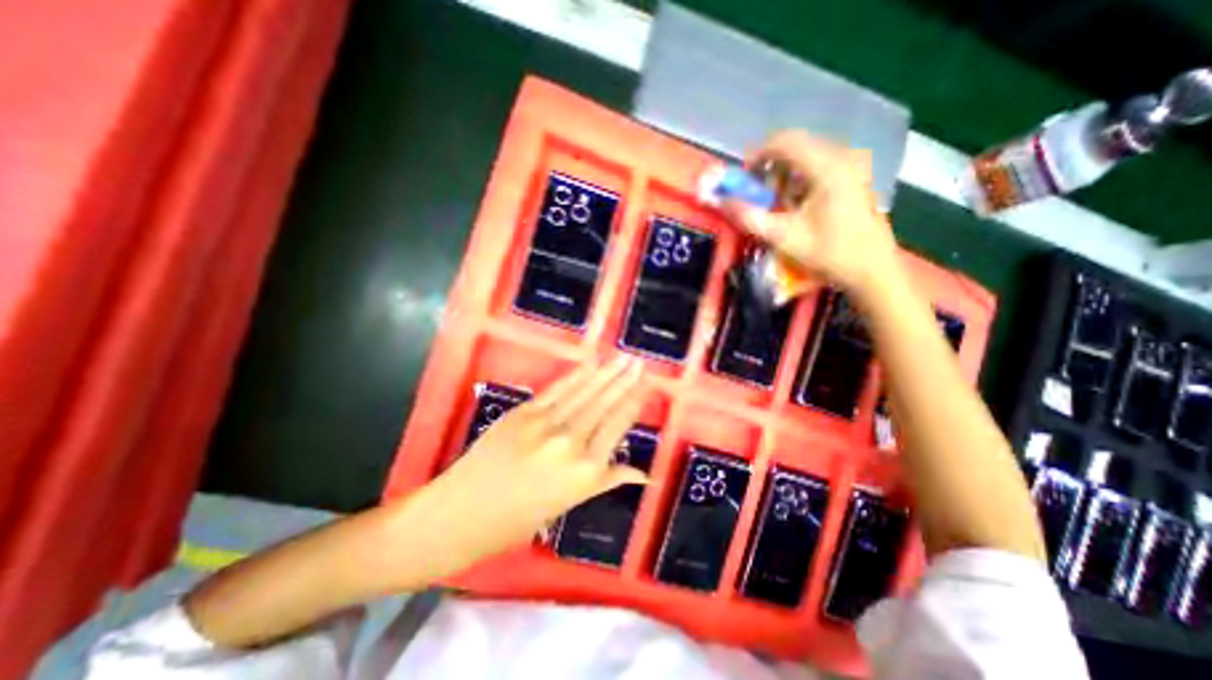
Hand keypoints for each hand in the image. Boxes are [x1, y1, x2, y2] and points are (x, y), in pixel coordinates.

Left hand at [413, 356, 647, 569]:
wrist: (459, 514)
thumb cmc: (516, 521)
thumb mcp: (567, 504)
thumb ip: (606, 481)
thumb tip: (642, 474)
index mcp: (585, 470)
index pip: (617, 425)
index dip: (634, 402)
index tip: (646, 385)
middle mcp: (570, 442)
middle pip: (604, 404)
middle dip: (624, 381)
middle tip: (639, 362)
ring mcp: (545, 423)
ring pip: (584, 393)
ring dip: (606, 373)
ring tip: (623, 358)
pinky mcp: (524, 412)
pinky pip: (557, 390)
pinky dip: (577, 376)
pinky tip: (590, 364)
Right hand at [717, 131, 896, 295]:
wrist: (872, 269)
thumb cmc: (829, 253)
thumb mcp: (784, 237)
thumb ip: (750, 217)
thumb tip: (723, 202)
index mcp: (828, 166)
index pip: (785, 142)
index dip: (758, 155)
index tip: (743, 177)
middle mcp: (843, 155)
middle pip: (796, 146)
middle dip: (770, 167)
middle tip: (756, 192)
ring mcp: (853, 163)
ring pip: (807, 154)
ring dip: (784, 173)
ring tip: (774, 200)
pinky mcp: (855, 174)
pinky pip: (819, 164)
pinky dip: (799, 179)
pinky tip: (795, 202)